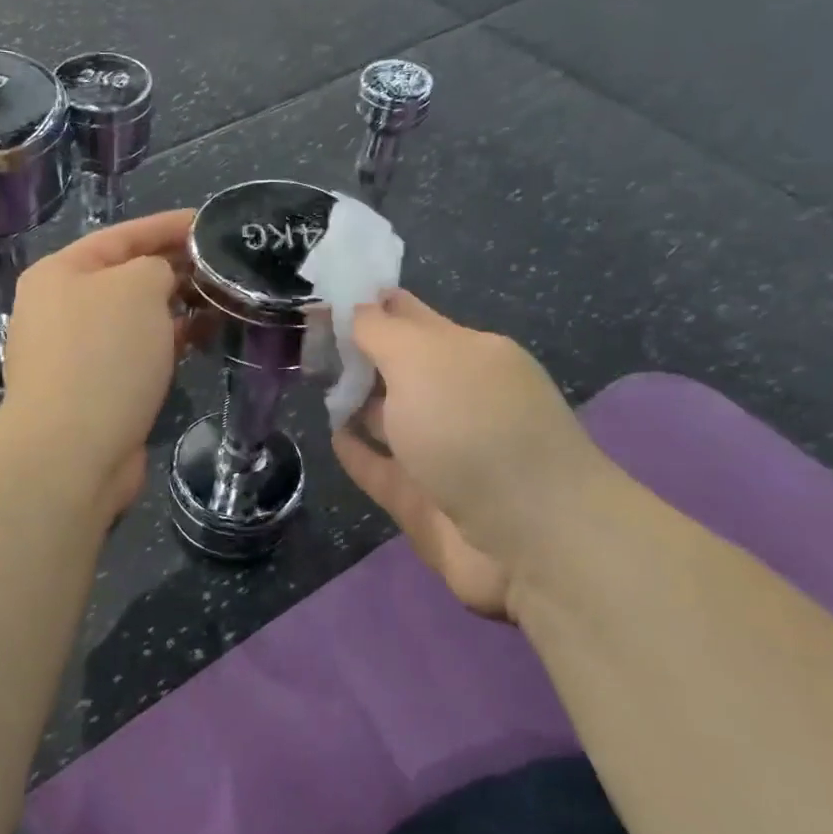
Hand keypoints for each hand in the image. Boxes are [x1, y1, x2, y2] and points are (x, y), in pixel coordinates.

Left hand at [0, 210, 194, 518]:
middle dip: (175, 267)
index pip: (122, 235)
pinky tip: (202, 339)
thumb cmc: (103, 354)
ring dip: (175, 307)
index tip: (211, 223)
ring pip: (134, 318)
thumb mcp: (137, 287)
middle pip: (126, 276)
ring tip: (222, 299)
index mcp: (60, 273)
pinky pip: (136, 352)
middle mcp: (60, 308)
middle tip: (225, 264)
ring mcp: (74, 352)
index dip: (169, 226)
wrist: (72, 451)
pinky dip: (167, 342)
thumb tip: (163, 281)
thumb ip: (157, 266)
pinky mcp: (93, 389)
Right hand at [331, 290, 614, 619]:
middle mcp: (457, 398)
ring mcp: (442, 452)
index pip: (409, 316)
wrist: (530, 538)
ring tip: (311, 384)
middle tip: (302, 340)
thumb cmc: (473, 429)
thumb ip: (380, 331)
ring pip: (390, 417)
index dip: (369, 304)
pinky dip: (358, 452)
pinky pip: (381, 468)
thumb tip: (356, 307)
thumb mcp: (422, 359)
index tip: (321, 295)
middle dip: (357, 352)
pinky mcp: (424, 499)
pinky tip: (332, 436)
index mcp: (467, 354)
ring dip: (355, 401)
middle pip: (398, 367)